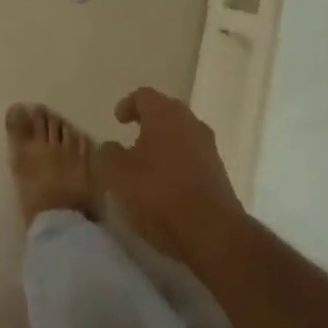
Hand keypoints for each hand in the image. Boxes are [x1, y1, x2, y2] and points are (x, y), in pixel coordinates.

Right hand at [97, 86, 245, 270]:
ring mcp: (208, 146)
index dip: (128, 105)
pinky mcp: (219, 171)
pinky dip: (178, 163)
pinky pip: (193, 157)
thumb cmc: (159, 193)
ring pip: (181, 134)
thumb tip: (110, 146)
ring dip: (164, 143)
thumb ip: (109, 154)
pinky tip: (167, 184)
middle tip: (131, 137)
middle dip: (148, 122)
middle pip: (166, 112)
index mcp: (164, 113)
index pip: (144, 95)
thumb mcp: (119, 175)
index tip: (117, 119)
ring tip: (148, 165)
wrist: (212, 231)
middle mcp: (189, 121)